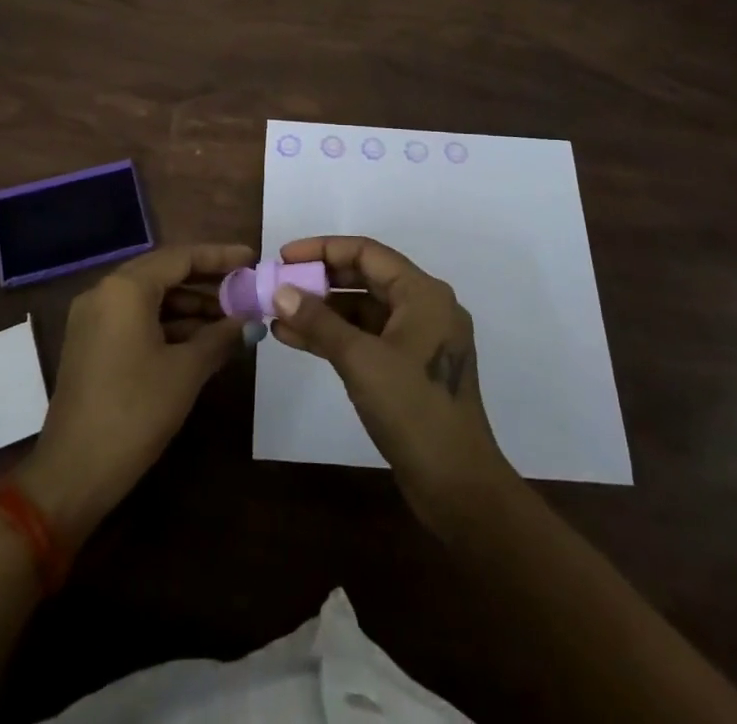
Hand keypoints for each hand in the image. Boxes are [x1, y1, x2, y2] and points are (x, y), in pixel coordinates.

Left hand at [18, 243, 252, 547]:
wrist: (74, 472)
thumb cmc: (135, 411)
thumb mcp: (186, 371)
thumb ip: (220, 337)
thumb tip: (250, 322)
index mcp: (125, 288)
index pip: (180, 257)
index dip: (219, 257)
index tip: (251, 259)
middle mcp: (104, 292)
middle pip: (164, 273)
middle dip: (206, 281)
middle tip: (244, 288)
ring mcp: (93, 318)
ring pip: (149, 298)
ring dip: (188, 306)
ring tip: (230, 320)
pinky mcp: (90, 343)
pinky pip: (134, 318)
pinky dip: (167, 324)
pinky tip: (199, 341)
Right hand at [271, 235, 518, 532]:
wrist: (458, 487)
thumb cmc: (413, 410)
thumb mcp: (360, 360)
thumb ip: (319, 321)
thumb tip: (281, 291)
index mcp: (423, 294)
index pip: (367, 252)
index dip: (322, 250)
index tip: (284, 257)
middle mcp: (425, 307)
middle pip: (365, 277)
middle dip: (320, 280)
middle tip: (278, 284)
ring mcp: (419, 340)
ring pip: (363, 310)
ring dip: (323, 311)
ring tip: (278, 315)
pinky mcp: (410, 369)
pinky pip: (367, 337)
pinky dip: (336, 336)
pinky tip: (296, 339)